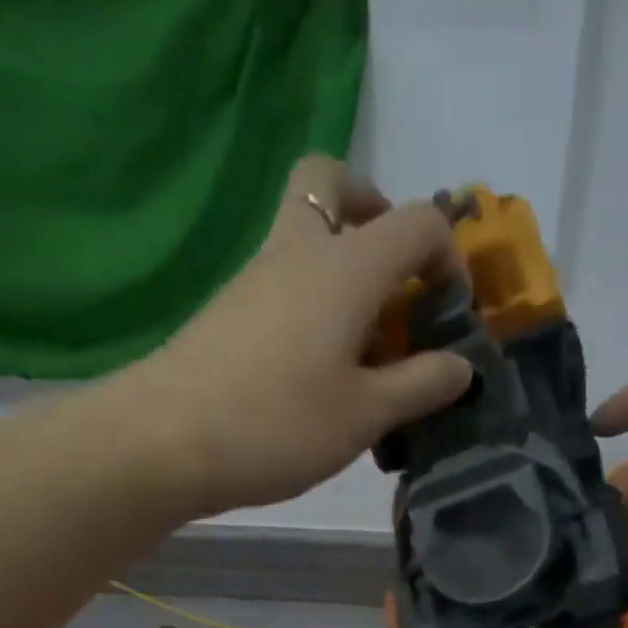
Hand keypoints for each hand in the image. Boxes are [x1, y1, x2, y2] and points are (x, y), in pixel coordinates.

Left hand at [132, 156, 473, 517]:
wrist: (164, 441)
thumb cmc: (278, 424)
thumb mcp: (366, 414)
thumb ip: (421, 385)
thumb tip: (462, 366)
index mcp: (345, 266)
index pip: (416, 222)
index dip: (449, 258)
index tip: (452, 316)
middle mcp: (298, 251)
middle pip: (334, 186)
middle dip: (375, 217)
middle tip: (394, 283)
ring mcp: (256, 279)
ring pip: (308, 240)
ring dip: (347, 277)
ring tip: (366, 360)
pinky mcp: (230, 313)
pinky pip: (285, 285)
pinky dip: (315, 309)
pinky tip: (322, 378)